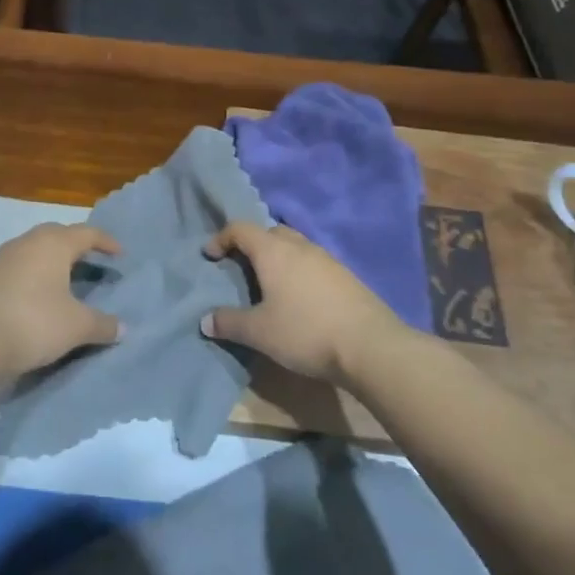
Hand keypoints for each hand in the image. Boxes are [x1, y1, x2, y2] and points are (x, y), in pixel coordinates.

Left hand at [0, 224, 122, 377]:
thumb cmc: (33, 324)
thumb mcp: (76, 327)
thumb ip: (103, 325)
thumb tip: (123, 327)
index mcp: (52, 245)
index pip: (86, 233)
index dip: (106, 242)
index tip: (120, 254)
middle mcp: (25, 243)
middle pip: (55, 235)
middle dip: (74, 245)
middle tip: (89, 261)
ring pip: (31, 250)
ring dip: (48, 261)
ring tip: (61, 281)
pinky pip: (13, 268)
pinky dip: (28, 277)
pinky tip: (31, 298)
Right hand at [202, 222, 405, 383]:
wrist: (370, 346)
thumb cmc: (305, 332)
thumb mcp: (259, 332)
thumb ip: (229, 323)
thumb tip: (205, 320)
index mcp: (274, 251)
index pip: (240, 229)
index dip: (221, 238)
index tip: (210, 256)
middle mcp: (300, 246)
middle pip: (270, 232)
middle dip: (251, 245)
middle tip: (240, 268)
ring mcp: (327, 259)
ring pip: (294, 246)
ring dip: (277, 257)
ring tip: (269, 284)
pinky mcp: (346, 276)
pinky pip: (312, 263)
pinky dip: (298, 271)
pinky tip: (298, 298)